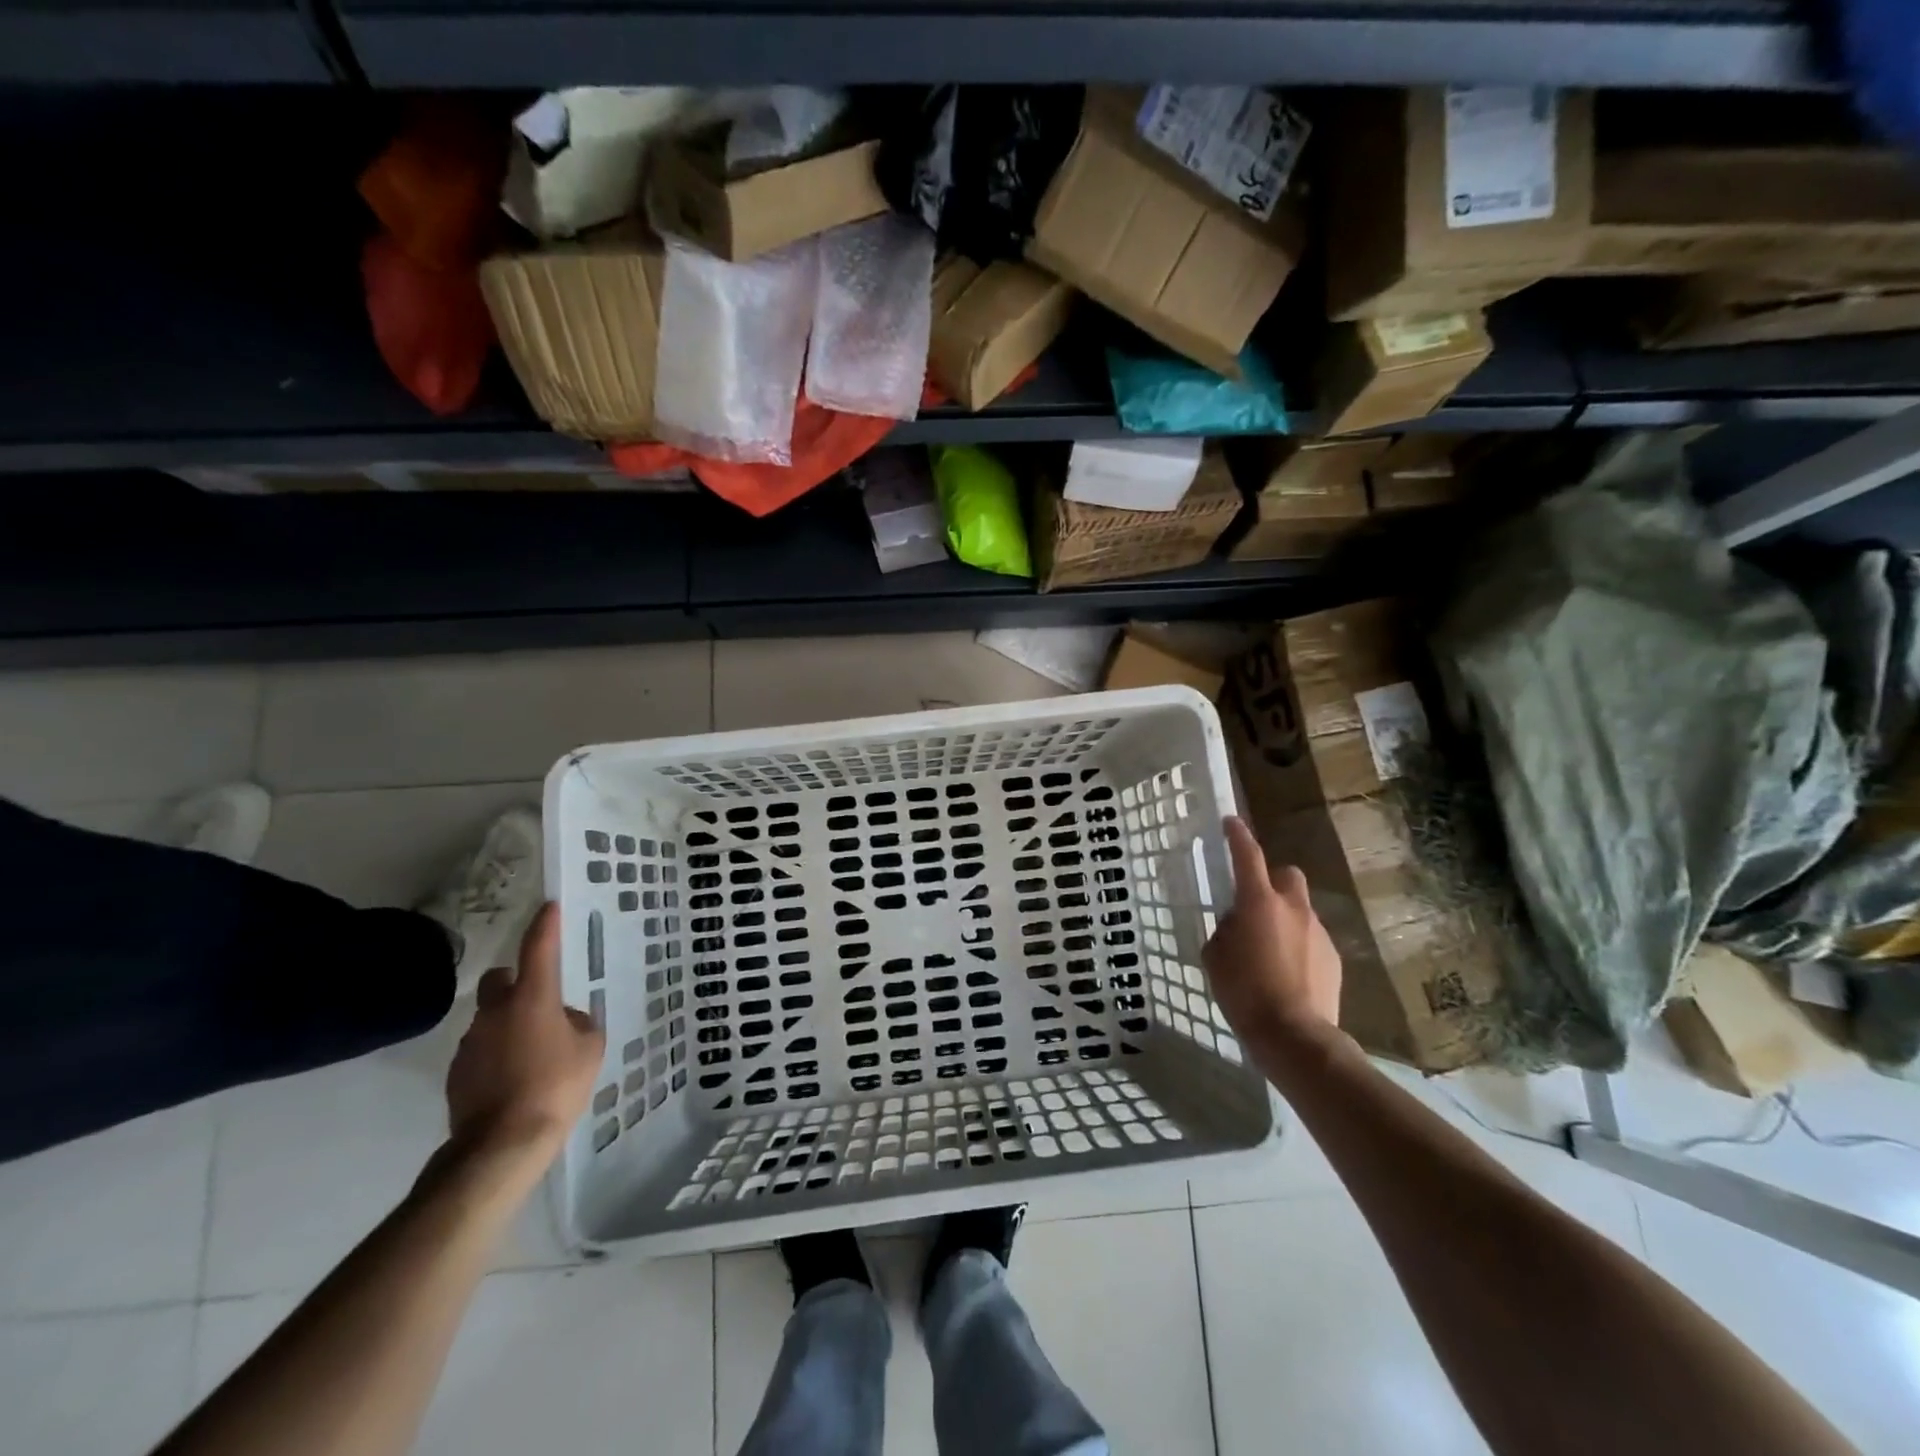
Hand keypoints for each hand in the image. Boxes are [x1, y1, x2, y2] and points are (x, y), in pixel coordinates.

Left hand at [445, 903, 603, 1159]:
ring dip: (508, 1025)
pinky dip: (497, 1055)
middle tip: (536, 1001)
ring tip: (532, 1055)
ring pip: (490, 1018)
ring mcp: (471, 1042)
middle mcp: (496, 1011)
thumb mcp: (590, 1049)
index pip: (538, 948)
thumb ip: (578, 1025)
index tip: (548, 906)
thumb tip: (563, 1020)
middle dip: (513, 981)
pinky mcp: (456, 1073)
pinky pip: (482, 1050)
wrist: (500, 1145)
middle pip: (498, 980)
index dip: (544, 925)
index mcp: (532, 998)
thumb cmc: (556, 1086)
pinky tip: (514, 1079)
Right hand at [1203, 816, 1343, 1056]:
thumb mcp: (1215, 956)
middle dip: (1273, 882)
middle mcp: (1293, 908)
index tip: (1231, 822)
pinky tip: (1288, 972)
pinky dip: (1299, 945)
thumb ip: (1225, 930)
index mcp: (1259, 902)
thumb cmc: (1244, 991)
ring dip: (1285, 919)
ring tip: (1270, 951)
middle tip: (1256, 904)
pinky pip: (1311, 938)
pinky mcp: (1333, 957)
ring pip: (1300, 910)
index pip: (1247, 856)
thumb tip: (1236, 925)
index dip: (1237, 836)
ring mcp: (1318, 932)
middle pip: (1287, 875)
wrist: (1294, 1035)